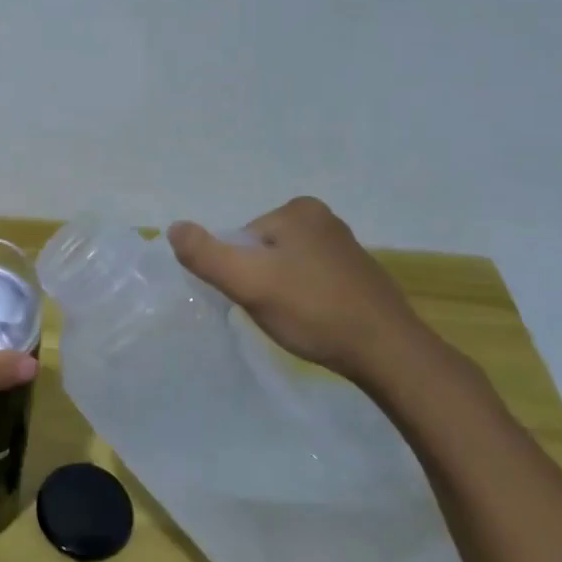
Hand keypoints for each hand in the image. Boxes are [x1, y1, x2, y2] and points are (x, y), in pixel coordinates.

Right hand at [168, 197, 436, 387]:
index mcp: (298, 209)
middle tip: (276, 312)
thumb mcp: (248, 282)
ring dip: (283, 293)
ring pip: (287, 268)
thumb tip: (173, 227)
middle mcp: (323, 218)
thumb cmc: (313, 310)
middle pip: (263, 252)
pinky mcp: (360, 274)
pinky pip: (313, 281)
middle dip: (261, 281)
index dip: (240, 273)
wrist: (388, 352)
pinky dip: (307, 300)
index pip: (243, 240)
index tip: (256, 298)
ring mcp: (345, 246)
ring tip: (297, 320)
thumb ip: (205, 254)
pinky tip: (317, 322)